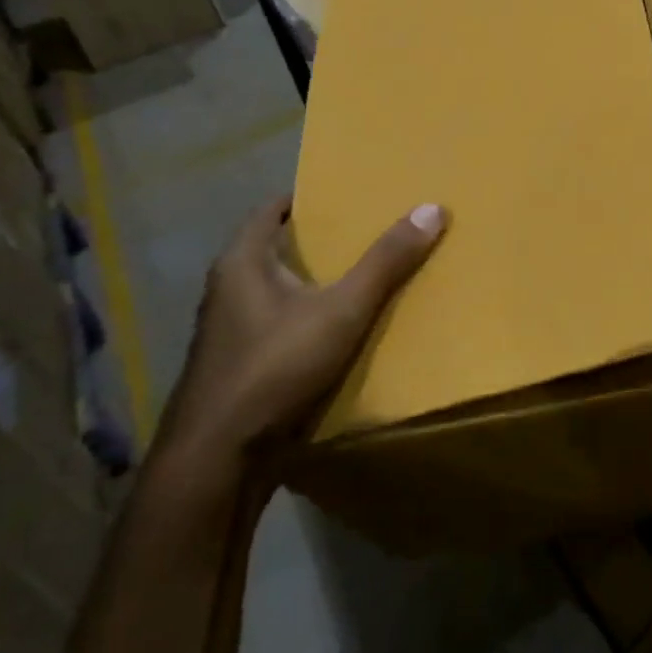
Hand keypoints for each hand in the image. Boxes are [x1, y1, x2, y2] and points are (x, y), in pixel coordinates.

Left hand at [158, 197, 445, 473]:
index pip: (271, 210)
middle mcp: (228, 291)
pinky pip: (280, 326)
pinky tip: (342, 329)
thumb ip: (386, 262)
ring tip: (363, 275)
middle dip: (318, 240)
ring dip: (315, 283)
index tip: (345, 192)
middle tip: (367, 230)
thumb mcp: (341, 310)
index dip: (306, 197)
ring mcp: (231, 333)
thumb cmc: (274, 368)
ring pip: (278, 291)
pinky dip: (309, 318)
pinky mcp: (241, 368)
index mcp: (241, 264)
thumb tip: (432, 209)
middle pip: (276, 250)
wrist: (218, 461)